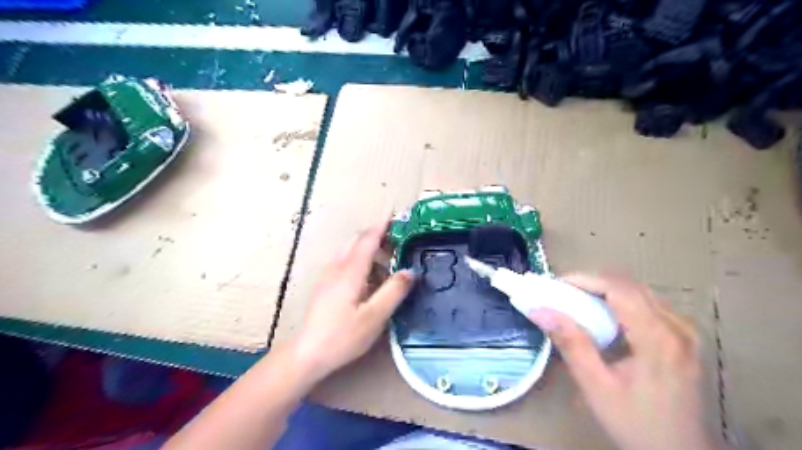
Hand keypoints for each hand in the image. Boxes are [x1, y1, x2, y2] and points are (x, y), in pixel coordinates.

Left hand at [292, 222, 412, 383]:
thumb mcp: (374, 317)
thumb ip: (394, 291)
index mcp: (350, 271)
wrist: (307, 353)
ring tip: (389, 259)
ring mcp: (329, 275)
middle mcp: (337, 267)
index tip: (396, 214)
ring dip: (370, 248)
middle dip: (378, 235)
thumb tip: (410, 271)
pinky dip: (361, 260)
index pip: (368, 239)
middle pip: (358, 241)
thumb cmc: (342, 337)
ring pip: (351, 251)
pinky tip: (370, 277)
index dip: (382, 225)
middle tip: (399, 239)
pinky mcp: (326, 285)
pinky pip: (346, 262)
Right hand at [531, 273, 723, 449]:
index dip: (585, 279)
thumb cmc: (637, 424)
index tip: (555, 285)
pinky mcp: (684, 338)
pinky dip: (620, 303)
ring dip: (605, 292)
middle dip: (592, 283)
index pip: (619, 289)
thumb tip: (539, 311)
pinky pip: (648, 305)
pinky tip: (603, 318)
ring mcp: (686, 331)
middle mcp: (678, 327)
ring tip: (577, 303)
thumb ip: (570, 343)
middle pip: (630, 286)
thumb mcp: (596, 386)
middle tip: (561, 294)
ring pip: (639, 292)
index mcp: (658, 338)